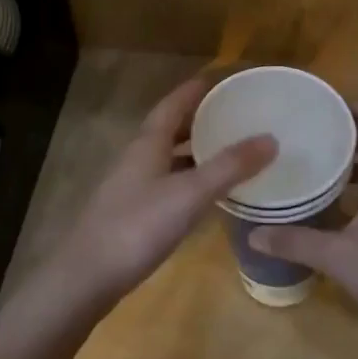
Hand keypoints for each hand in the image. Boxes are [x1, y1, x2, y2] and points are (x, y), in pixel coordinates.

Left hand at [40, 77, 275, 315]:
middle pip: (168, 130)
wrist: (86, 278)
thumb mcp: (190, 194)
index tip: (218, 80)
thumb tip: (270, 138)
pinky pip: (166, 185)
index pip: (172, 105)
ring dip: (194, 151)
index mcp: (147, 144)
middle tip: (231, 116)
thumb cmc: (137, 226)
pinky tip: (205, 195)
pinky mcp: (132, 215)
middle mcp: (137, 159)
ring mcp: (131, 188)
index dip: (194, 91)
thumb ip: (229, 167)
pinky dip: (189, 180)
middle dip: (197, 120)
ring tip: (226, 151)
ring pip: (167, 159)